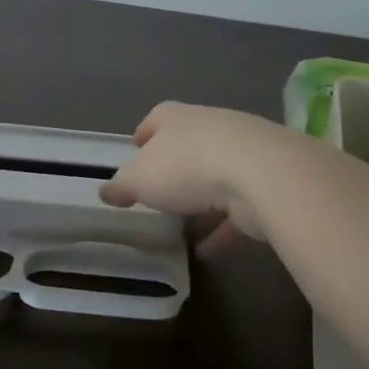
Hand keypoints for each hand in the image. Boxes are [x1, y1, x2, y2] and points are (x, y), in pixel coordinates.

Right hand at [99, 102, 289, 253]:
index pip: (156, 119)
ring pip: (214, 178)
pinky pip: (235, 209)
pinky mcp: (263, 184)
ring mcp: (242, 154)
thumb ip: (122, 186)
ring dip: (200, 201)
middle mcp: (210, 128)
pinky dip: (221, 228)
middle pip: (187, 146)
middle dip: (173, 168)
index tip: (135, 149)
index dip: (144, 134)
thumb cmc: (187, 166)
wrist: (260, 174)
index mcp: (177, 118)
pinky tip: (206, 250)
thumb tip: (105, 191)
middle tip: (157, 192)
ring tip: (181, 225)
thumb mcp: (140, 178)